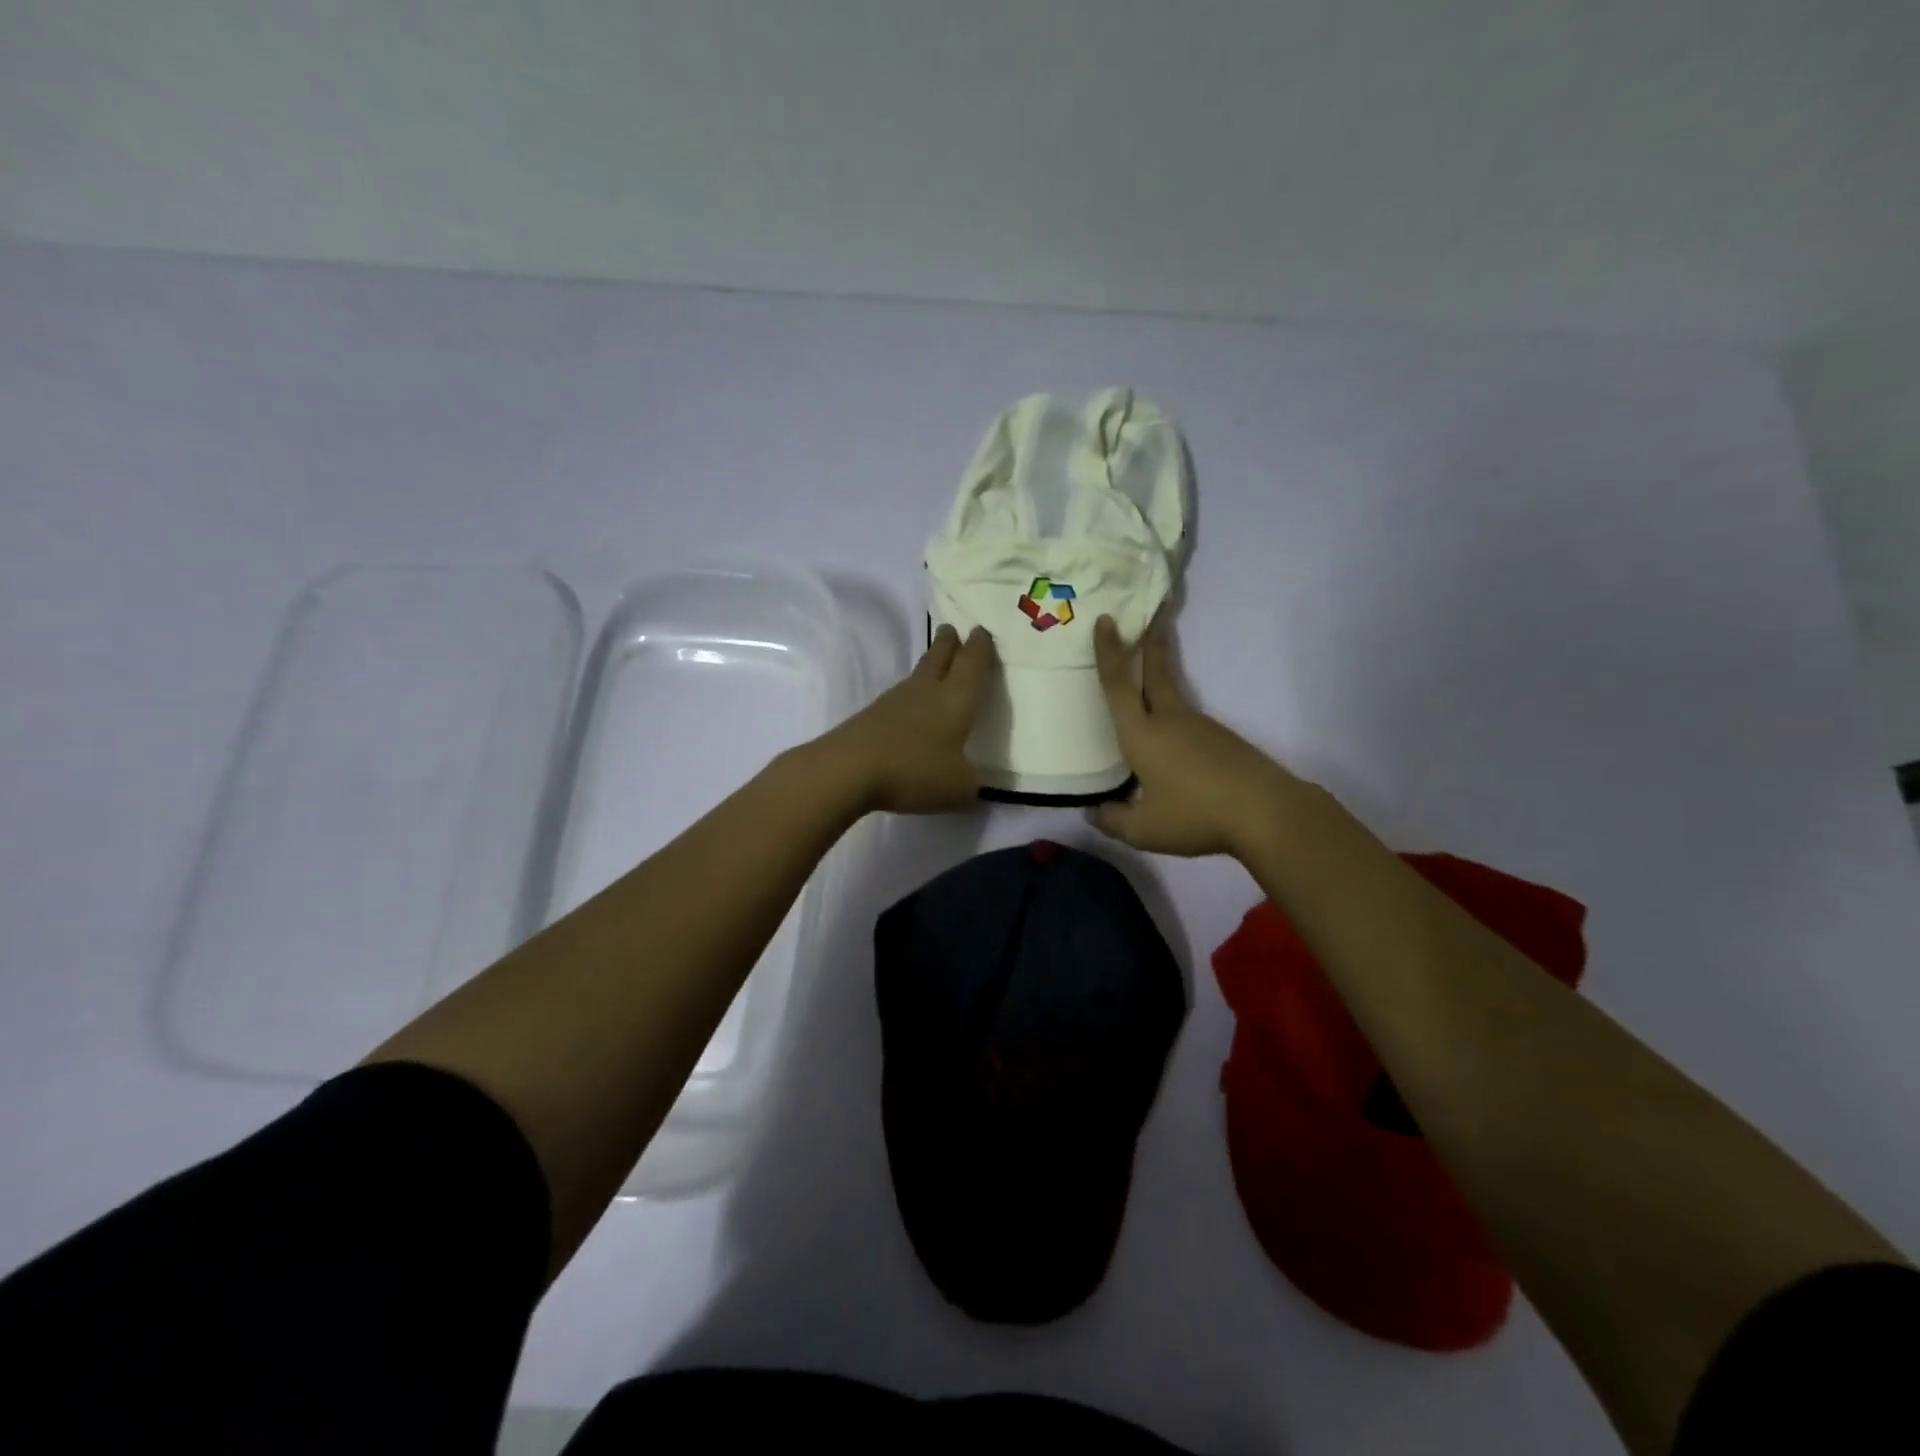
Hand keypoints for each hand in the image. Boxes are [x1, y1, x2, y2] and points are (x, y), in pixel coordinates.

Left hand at [815, 624, 995, 813]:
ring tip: (936, 666)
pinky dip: (910, 698)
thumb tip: (972, 784)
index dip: (980, 647)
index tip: (982, 631)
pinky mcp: (871, 716)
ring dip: (929, 667)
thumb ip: (971, 784)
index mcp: (955, 698)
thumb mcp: (958, 787)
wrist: (848, 769)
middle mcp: (926, 690)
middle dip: (949, 643)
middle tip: (952, 629)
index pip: (972, 663)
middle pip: (939, 657)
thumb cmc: (915, 770)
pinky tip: (911, 710)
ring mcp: (894, 701)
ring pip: (917, 676)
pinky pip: (899, 699)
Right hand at [1091, 615, 1298, 856]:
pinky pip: (1188, 722)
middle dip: (1150, 641)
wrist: (1265, 812)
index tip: (1106, 621)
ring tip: (1148, 678)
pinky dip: (1175, 717)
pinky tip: (1174, 744)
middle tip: (1152, 611)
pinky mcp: (1222, 740)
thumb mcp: (1143, 830)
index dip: (1108, 653)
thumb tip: (1095, 812)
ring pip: (1173, 695)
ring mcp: (1201, 727)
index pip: (1118, 686)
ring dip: (1161, 676)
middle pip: (1156, 671)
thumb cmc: (1195, 815)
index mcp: (1142, 734)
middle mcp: (1170, 720)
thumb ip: (1113, 821)